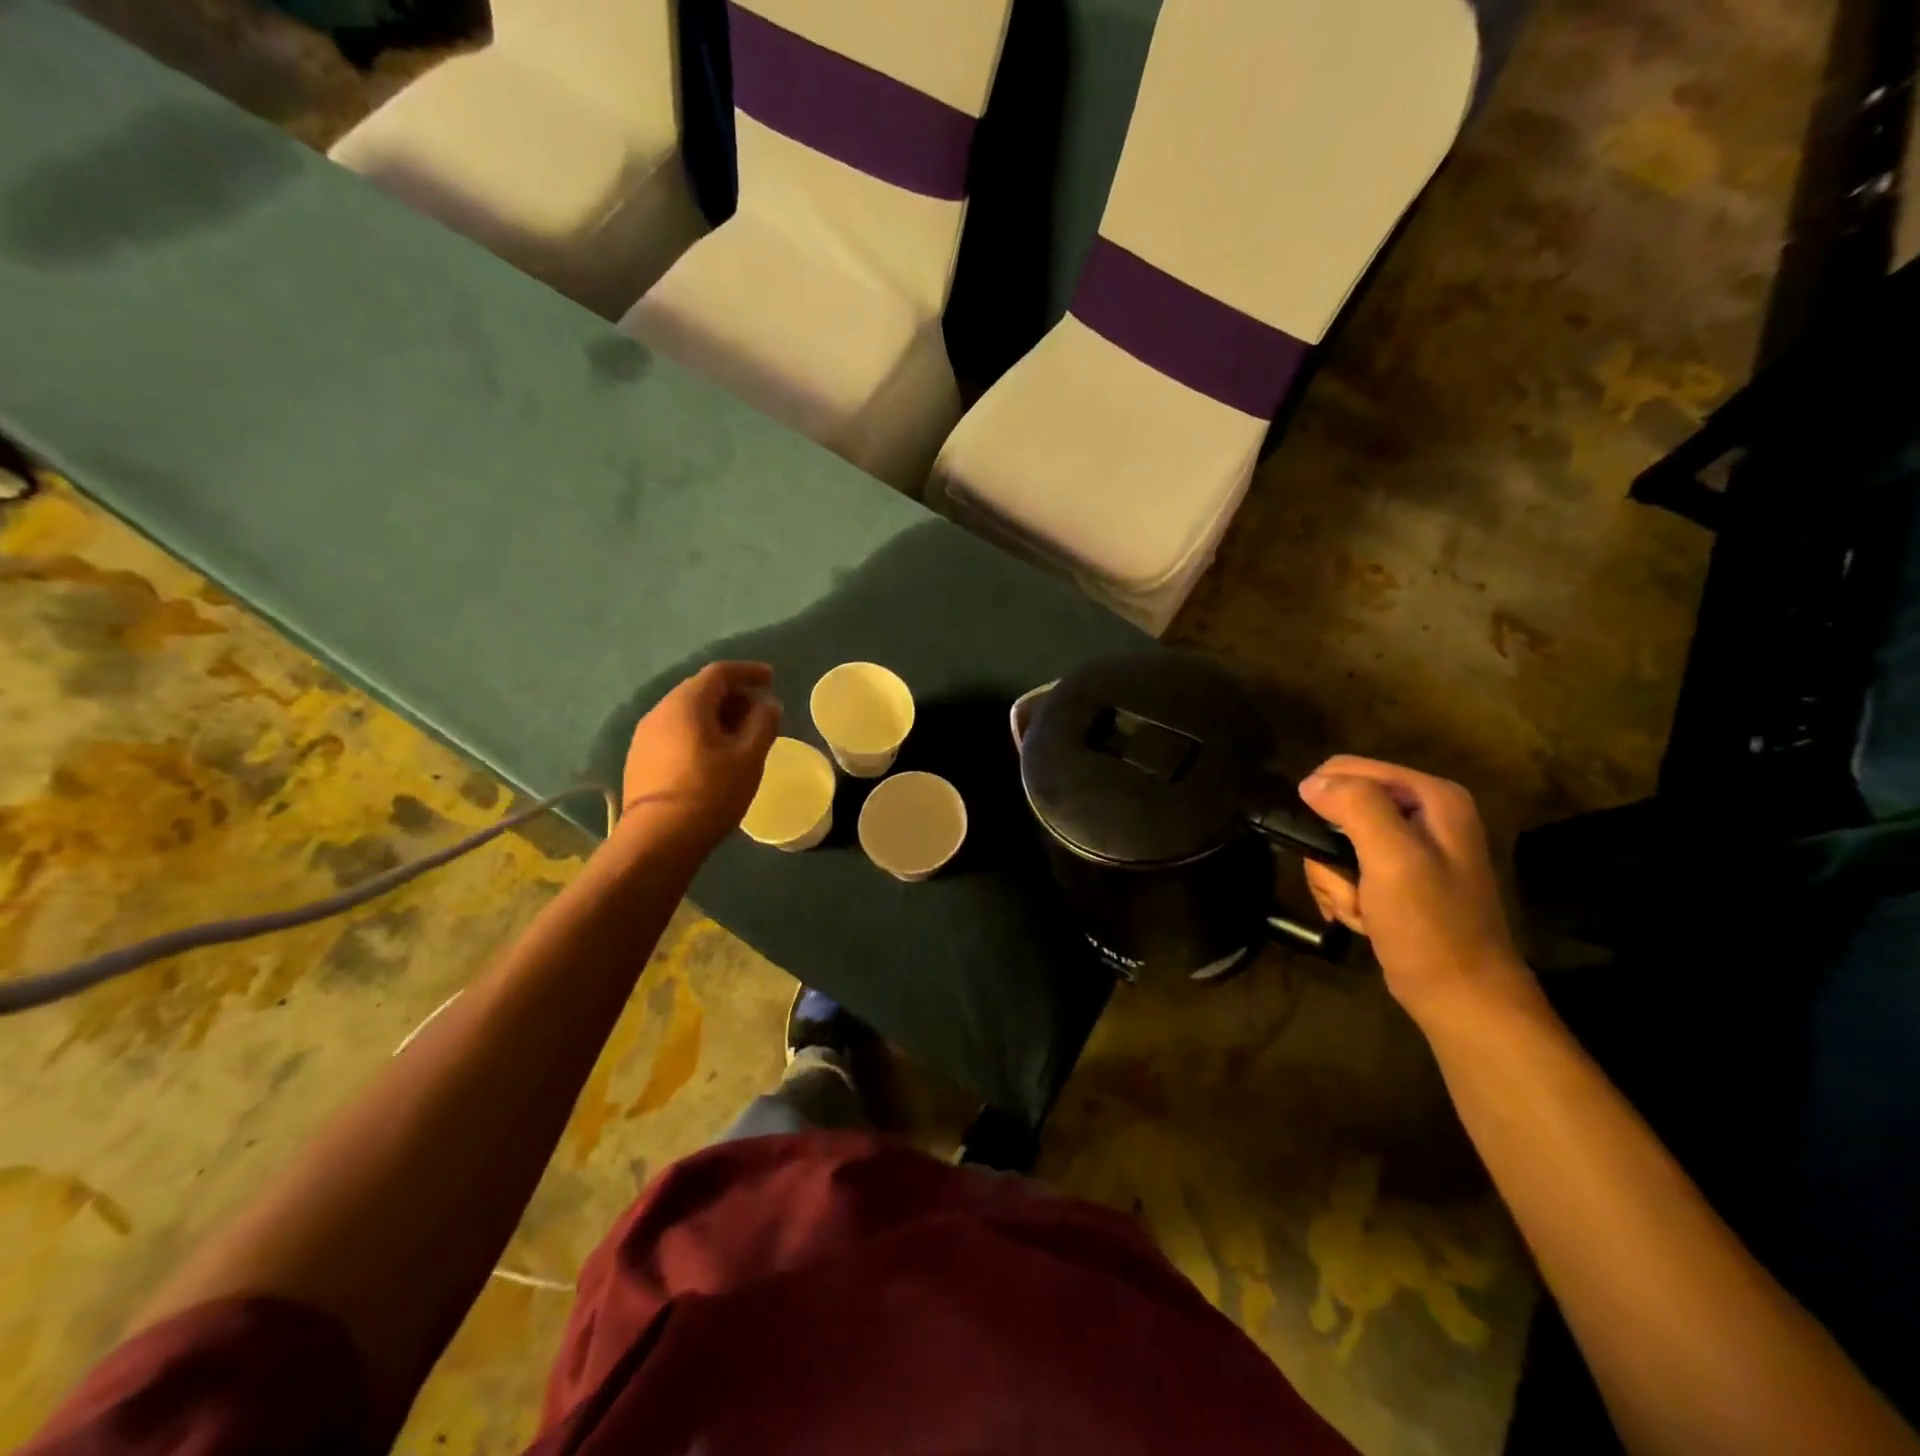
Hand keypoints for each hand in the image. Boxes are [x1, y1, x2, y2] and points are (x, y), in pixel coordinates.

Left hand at [621, 662, 781, 853]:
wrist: (658, 840)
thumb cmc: (710, 793)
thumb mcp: (749, 757)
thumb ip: (763, 723)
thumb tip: (768, 704)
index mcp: (686, 703)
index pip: (720, 672)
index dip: (749, 672)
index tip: (772, 679)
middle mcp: (660, 711)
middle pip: (701, 690)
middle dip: (734, 695)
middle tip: (760, 712)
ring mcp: (645, 736)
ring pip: (687, 712)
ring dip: (717, 715)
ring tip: (741, 736)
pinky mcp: (640, 759)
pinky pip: (676, 732)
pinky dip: (699, 732)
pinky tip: (715, 756)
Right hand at [1299, 756, 1537, 1027]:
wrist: (1460, 997)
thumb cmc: (1431, 926)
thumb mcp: (1393, 858)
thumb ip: (1356, 807)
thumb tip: (1310, 783)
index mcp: (1432, 797)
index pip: (1347, 769)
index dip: (1323, 804)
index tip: (1326, 848)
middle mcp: (1423, 814)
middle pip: (1337, 809)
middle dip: (1331, 852)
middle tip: (1350, 888)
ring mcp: (1410, 848)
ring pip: (1334, 844)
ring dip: (1335, 881)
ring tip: (1360, 909)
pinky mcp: (1397, 878)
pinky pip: (1345, 870)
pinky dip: (1344, 896)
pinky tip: (1363, 919)